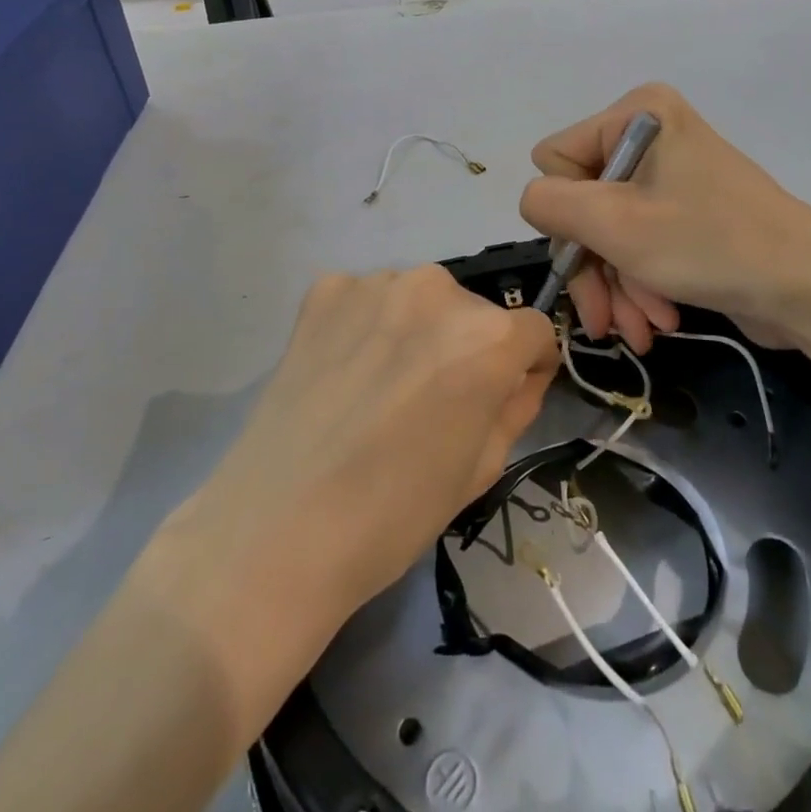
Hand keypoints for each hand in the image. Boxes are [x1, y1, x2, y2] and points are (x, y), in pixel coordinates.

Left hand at [197, 267, 558, 613]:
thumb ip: (515, 406)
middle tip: (432, 400)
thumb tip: (520, 376)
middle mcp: (438, 289)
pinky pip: (366, 299)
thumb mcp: (482, 468)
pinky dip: (364, 325)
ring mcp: (375, 284)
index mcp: (488, 336)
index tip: (505, 394)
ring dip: (415, 332)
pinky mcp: (325, 290)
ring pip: (419, 301)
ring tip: (381, 387)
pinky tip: (343, 371)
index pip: (532, 330)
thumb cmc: (395, 512)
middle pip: (473, 312)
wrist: (278, 528)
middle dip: (467, 348)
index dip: (525, 366)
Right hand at [519, 84, 810, 351]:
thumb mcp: (616, 225)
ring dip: (617, 284)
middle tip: (605, 320)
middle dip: (594, 265)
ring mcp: (669, 175)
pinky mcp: (685, 212)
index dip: (566, 213)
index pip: (555, 159)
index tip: (592, 253)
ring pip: (607, 232)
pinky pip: (638, 243)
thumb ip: (551, 205)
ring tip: (641, 329)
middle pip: (581, 203)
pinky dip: (641, 283)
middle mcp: (649, 135)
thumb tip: (533, 201)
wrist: (810, 288)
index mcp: (635, 115)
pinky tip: (659, 318)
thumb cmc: (710, 244)